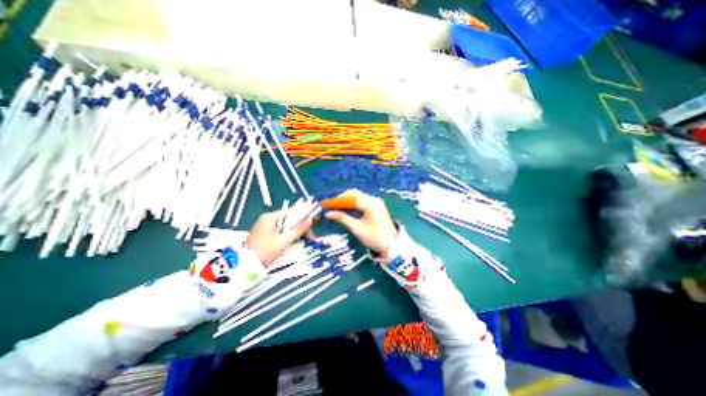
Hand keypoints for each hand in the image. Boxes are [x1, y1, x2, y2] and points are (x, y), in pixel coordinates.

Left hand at [250, 210, 312, 265]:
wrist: (245, 265)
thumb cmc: (266, 250)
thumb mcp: (284, 240)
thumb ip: (298, 229)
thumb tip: (310, 219)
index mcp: (271, 217)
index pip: (292, 212)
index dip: (304, 216)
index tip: (314, 222)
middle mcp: (267, 219)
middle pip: (289, 219)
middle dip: (300, 227)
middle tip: (311, 236)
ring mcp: (265, 227)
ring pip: (285, 226)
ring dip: (295, 232)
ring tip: (305, 241)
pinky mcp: (264, 234)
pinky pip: (280, 231)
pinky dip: (288, 235)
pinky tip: (294, 242)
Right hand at [323, 189, 395, 251]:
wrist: (392, 245)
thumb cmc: (374, 237)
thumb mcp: (357, 228)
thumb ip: (342, 218)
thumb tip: (328, 214)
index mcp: (370, 203)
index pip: (350, 197)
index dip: (337, 200)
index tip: (326, 204)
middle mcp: (373, 199)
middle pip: (354, 194)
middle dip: (341, 198)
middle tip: (331, 206)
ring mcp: (376, 202)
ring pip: (358, 196)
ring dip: (347, 200)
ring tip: (336, 208)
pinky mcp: (376, 206)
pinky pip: (362, 201)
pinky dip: (353, 203)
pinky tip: (346, 209)